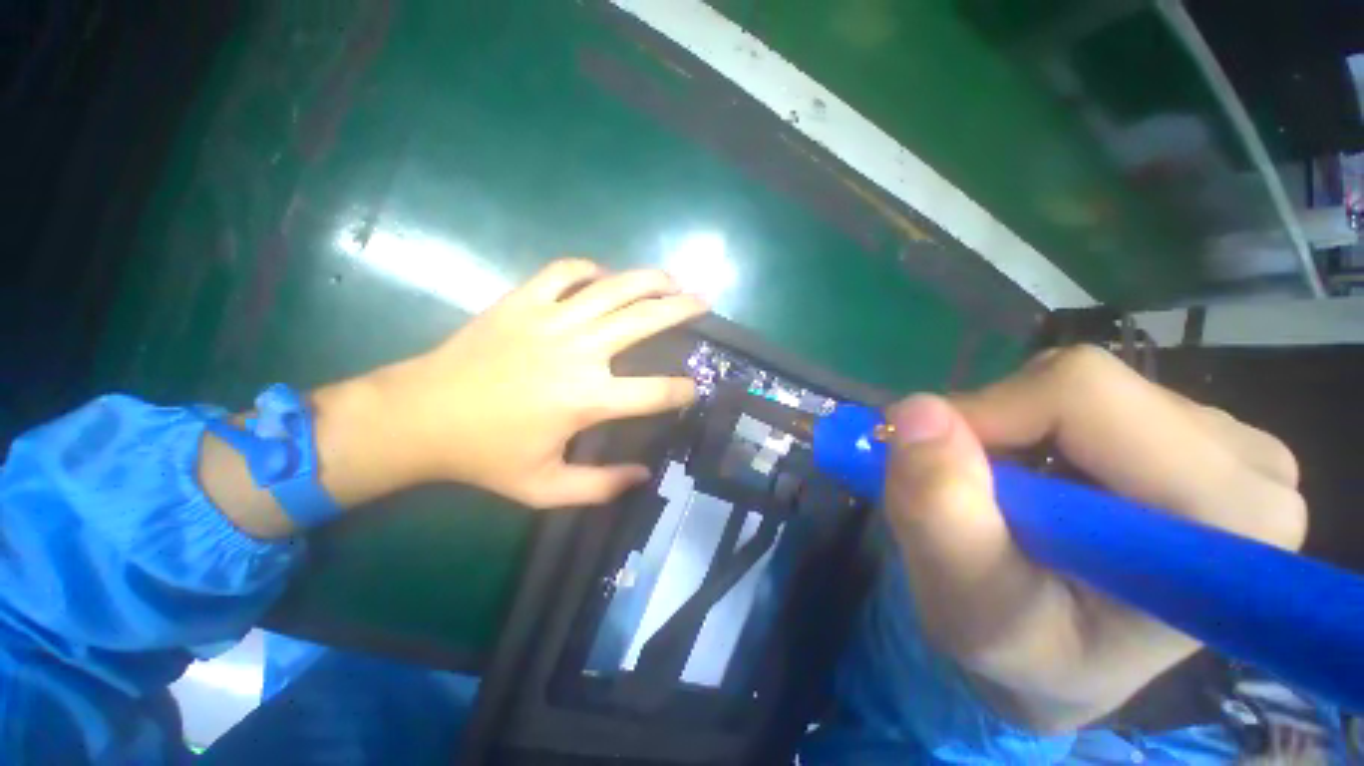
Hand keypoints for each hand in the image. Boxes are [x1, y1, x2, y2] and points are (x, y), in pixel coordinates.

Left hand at [373, 259, 706, 507]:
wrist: (420, 417)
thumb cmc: (485, 456)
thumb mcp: (545, 488)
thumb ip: (600, 486)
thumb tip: (644, 476)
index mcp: (587, 399)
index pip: (656, 392)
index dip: (683, 391)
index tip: (694, 388)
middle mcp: (579, 352)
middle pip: (645, 320)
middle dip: (682, 309)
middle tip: (703, 302)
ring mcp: (550, 319)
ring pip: (613, 288)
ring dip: (649, 280)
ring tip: (671, 278)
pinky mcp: (522, 302)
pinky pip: (564, 272)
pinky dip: (589, 269)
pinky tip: (603, 276)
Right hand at [882, 346, 1304, 731]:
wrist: (1062, 661)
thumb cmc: (1022, 652)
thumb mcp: (968, 606)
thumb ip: (941, 515)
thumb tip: (914, 411)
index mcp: (1227, 521)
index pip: (1084, 395)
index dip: (988, 415)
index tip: (940, 463)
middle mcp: (1250, 467)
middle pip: (1083, 382)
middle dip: (998, 426)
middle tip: (975, 491)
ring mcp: (1229, 443)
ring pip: (1077, 382)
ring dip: (1012, 429)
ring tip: (1008, 497)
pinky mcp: (1196, 433)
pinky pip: (1083, 394)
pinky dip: (1032, 427)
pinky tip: (1039, 482)